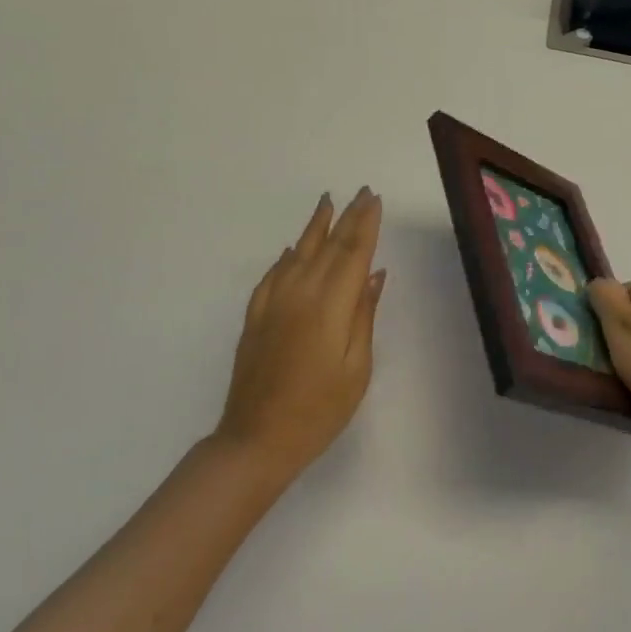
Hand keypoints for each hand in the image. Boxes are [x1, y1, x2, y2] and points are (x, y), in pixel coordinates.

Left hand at [217, 188, 385, 485]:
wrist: (256, 439)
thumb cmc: (318, 411)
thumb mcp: (356, 369)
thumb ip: (363, 316)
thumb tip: (374, 274)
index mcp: (330, 306)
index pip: (352, 253)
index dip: (366, 225)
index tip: (375, 200)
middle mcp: (300, 293)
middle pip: (328, 246)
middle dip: (347, 217)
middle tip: (362, 192)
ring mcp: (273, 303)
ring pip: (297, 253)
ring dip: (315, 226)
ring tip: (327, 202)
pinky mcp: (255, 316)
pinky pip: (273, 275)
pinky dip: (286, 257)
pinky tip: (292, 249)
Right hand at [589, 276, 630, 472]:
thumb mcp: (620, 323)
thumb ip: (605, 298)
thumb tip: (596, 282)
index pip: (623, 286)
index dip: (604, 300)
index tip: (589, 320)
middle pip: (626, 315)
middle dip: (606, 330)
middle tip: (586, 346)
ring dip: (615, 356)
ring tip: (596, 370)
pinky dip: (629, 376)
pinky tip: (618, 388)